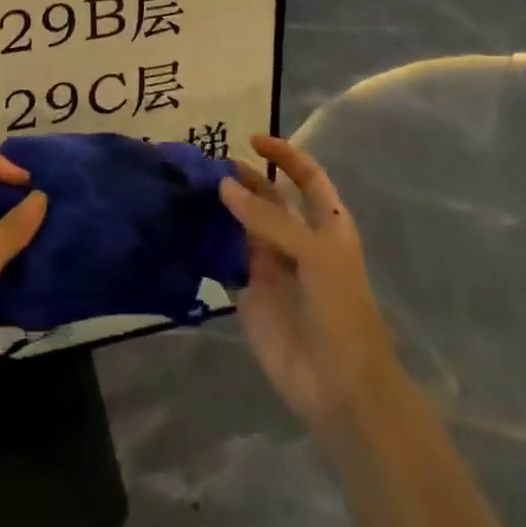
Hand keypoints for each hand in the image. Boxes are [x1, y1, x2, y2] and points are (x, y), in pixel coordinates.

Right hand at [220, 135, 394, 437]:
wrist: (339, 386)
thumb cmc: (341, 311)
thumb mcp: (314, 255)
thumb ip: (268, 220)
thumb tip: (224, 186)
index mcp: (325, 225)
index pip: (307, 177)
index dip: (285, 156)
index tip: (252, 140)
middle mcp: (296, 238)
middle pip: (268, 197)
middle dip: (244, 177)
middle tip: (208, 162)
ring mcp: (271, 264)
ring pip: (242, 223)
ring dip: (221, 205)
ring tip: (191, 185)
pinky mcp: (247, 290)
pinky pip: (224, 257)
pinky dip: (207, 240)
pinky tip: (185, 222)